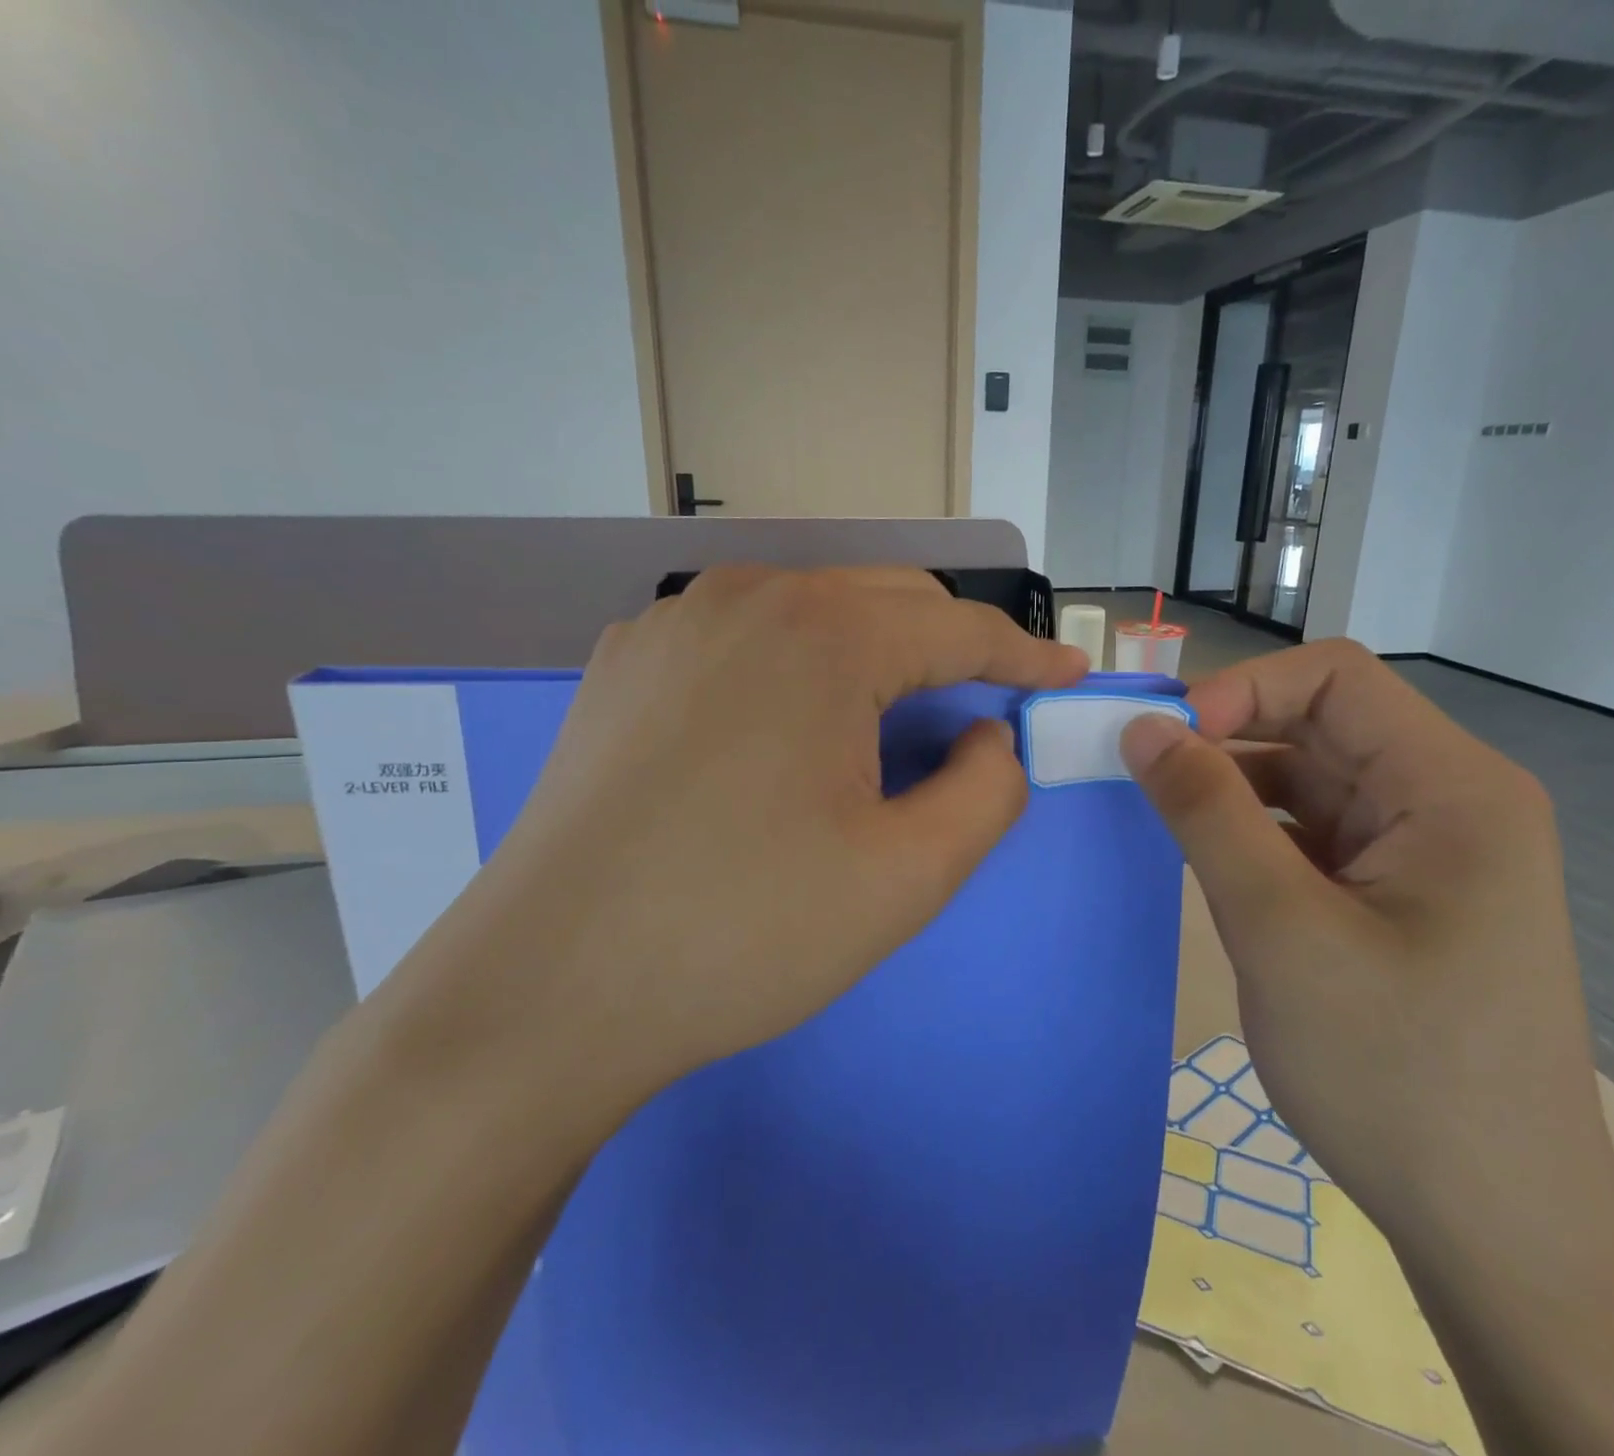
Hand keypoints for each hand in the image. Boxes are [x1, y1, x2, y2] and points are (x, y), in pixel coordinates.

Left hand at [396, 566, 1084, 1143]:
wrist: (546, 990)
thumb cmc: (743, 932)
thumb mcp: (908, 875)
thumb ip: (988, 791)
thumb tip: (986, 737)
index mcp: (823, 634)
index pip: (957, 627)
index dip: (1023, 655)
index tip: (1067, 678)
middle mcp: (744, 597)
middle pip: (887, 601)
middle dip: (950, 649)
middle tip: (985, 713)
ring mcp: (673, 623)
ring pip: (812, 611)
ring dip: (873, 655)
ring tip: (889, 730)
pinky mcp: (627, 663)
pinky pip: (745, 639)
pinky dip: (797, 667)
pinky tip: (786, 734)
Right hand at [1119, 640, 1613, 1259]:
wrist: (1496, 1230)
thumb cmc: (1397, 1075)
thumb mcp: (1282, 930)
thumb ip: (1207, 814)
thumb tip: (1143, 727)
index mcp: (1453, 789)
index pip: (1335, 678)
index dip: (1242, 689)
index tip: (1165, 740)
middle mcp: (1448, 803)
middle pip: (1320, 725)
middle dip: (1227, 738)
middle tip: (1141, 776)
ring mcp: (1423, 852)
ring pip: (1309, 779)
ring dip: (1233, 789)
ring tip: (1163, 821)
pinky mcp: (1396, 895)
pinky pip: (1313, 833)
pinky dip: (1254, 834)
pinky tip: (1210, 864)